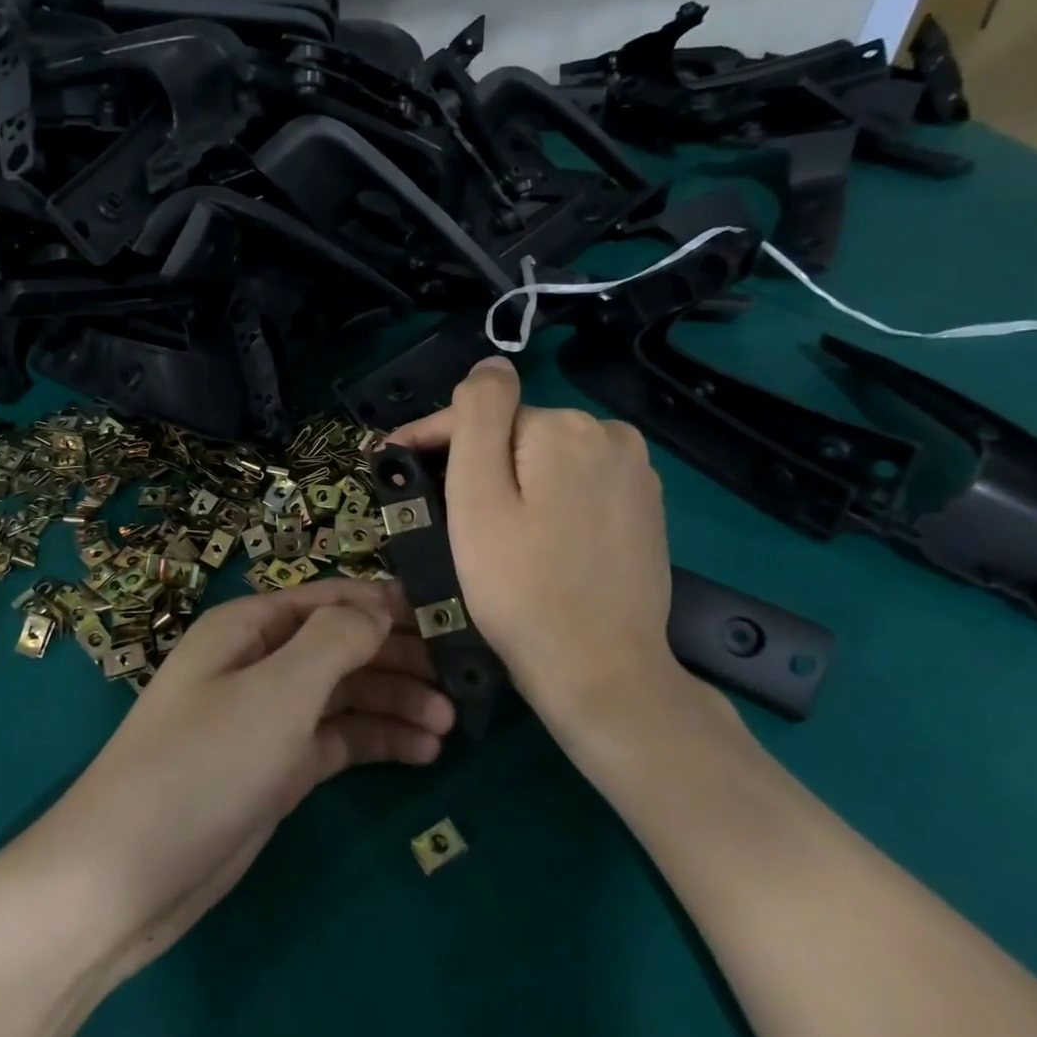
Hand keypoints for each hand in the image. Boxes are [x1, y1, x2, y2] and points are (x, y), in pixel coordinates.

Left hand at [25, 579, 453, 986]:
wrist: (127, 875)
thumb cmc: (204, 763)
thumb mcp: (277, 690)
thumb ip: (335, 639)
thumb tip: (380, 608)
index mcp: (250, 627)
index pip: (331, 598)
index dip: (386, 605)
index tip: (448, 620)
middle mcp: (260, 662)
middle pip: (342, 645)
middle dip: (398, 658)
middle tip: (460, 681)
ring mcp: (268, 717)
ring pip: (345, 694)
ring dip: (395, 703)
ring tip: (449, 725)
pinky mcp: (277, 767)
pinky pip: (337, 739)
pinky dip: (376, 741)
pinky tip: (422, 753)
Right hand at [388, 356, 697, 733]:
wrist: (601, 672)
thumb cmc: (520, 588)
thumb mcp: (478, 499)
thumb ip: (477, 417)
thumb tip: (490, 364)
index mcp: (565, 427)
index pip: (481, 414)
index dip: (430, 438)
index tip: (390, 463)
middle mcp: (610, 435)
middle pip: (516, 435)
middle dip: (476, 463)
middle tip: (440, 512)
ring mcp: (636, 472)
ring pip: (546, 460)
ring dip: (512, 480)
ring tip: (484, 529)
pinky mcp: (647, 508)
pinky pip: (578, 485)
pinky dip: (548, 500)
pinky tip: (535, 537)